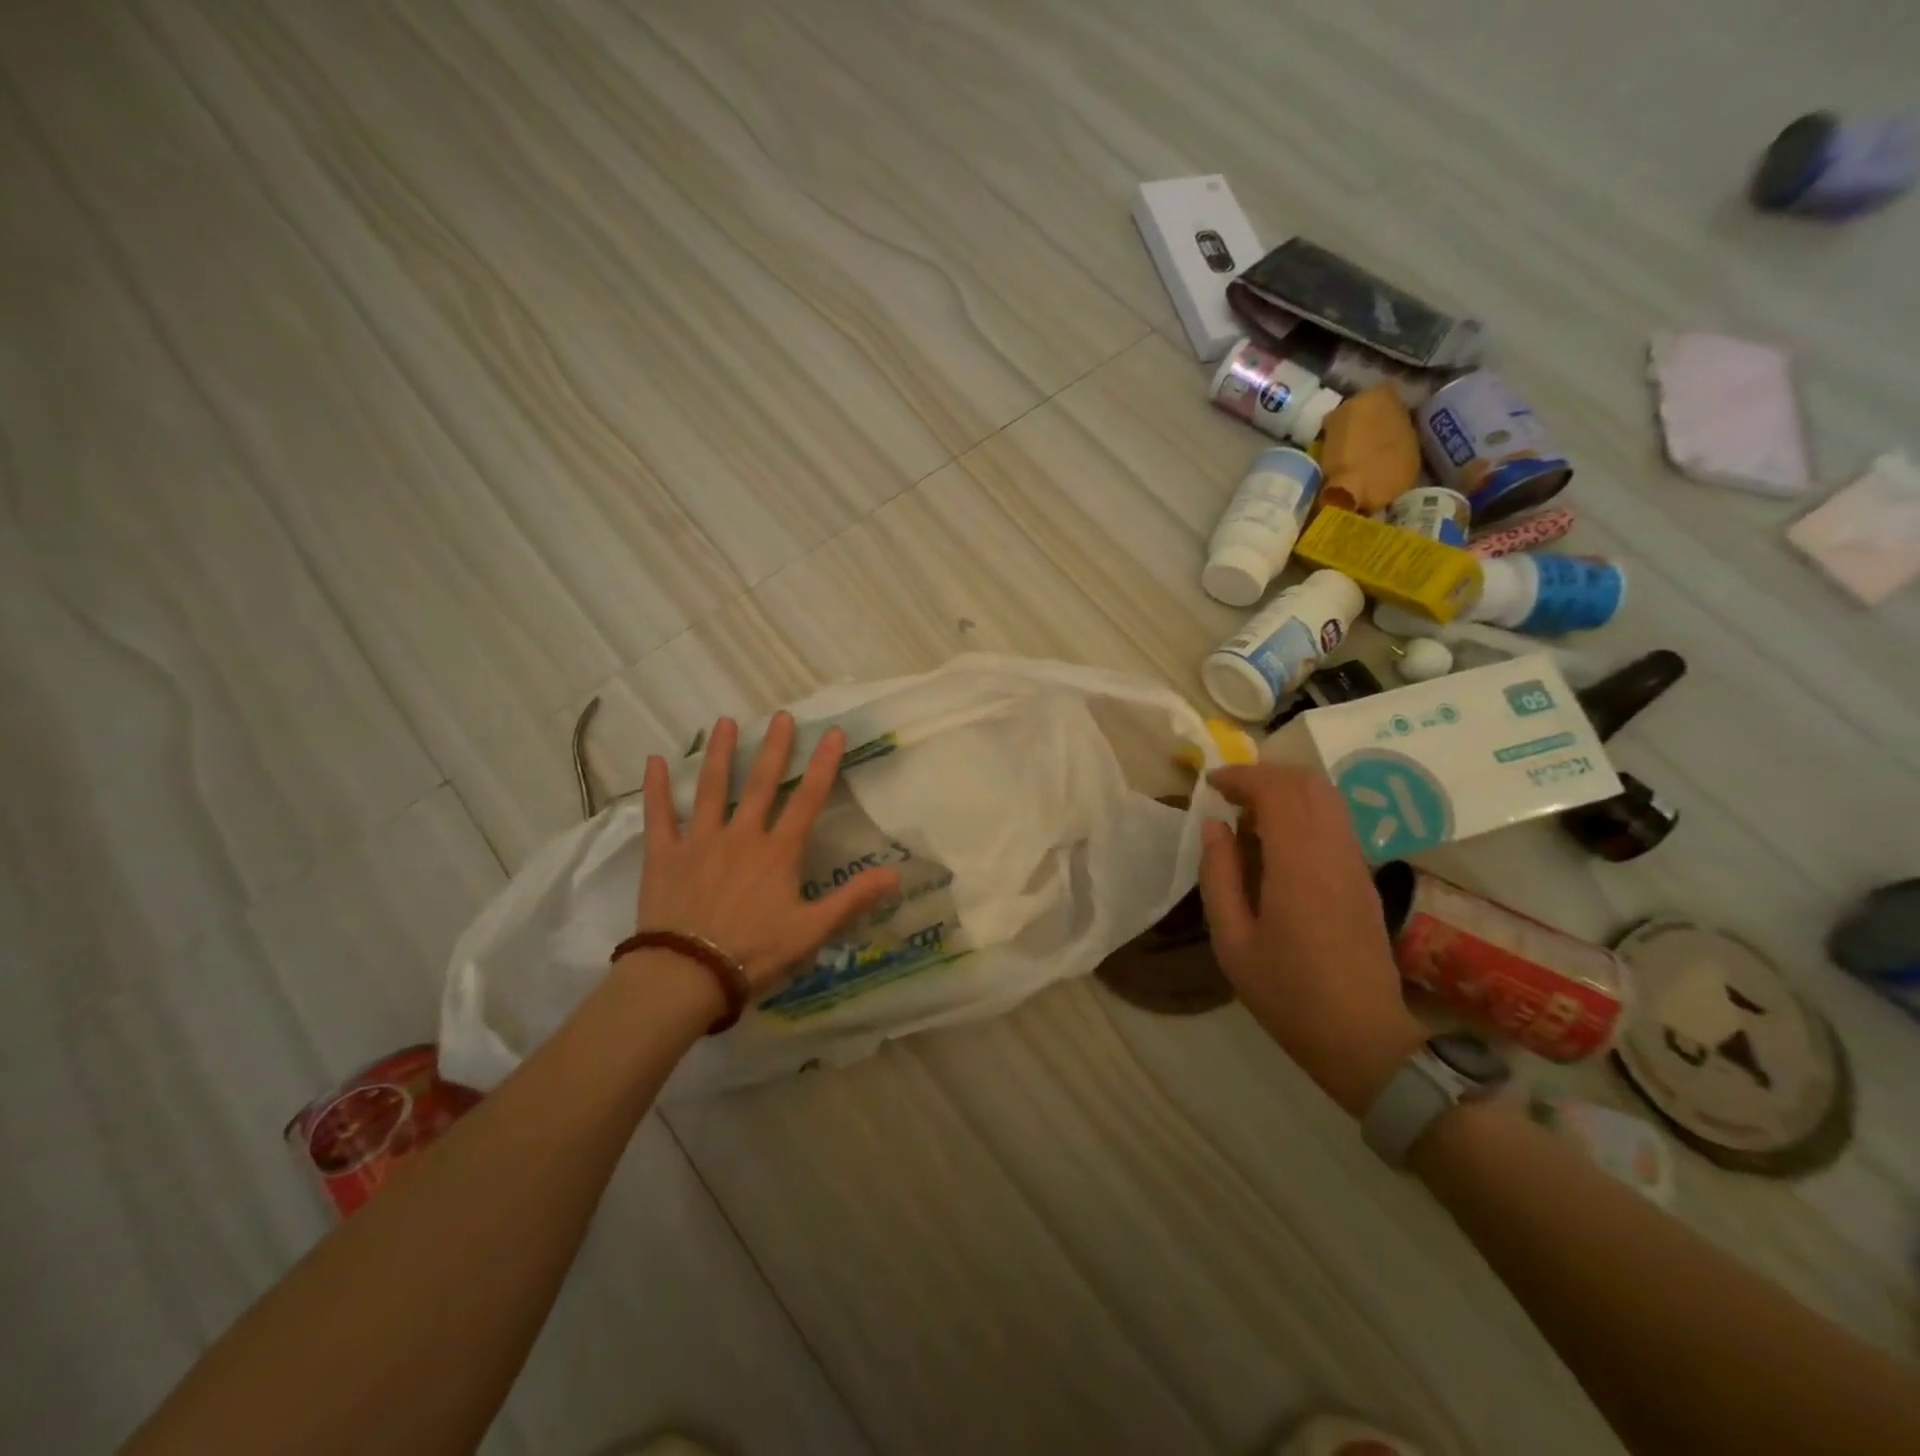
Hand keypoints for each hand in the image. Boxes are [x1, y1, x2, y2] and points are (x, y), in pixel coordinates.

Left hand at [634, 712, 901, 995]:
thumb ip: (853, 899)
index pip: (807, 800)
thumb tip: (896, 875)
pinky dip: (656, 788)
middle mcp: (741, 835)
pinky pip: (659, 815)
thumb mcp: (812, 931)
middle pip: (761, 784)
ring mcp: (700, 841)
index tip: (832, 733)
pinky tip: (654, 761)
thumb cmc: (755, 952)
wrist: (688, 973)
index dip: (823, 765)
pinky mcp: (664, 855)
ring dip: (718, 754)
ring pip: (711, 788)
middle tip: (780, 716)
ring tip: (724, 722)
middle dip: (774, 748)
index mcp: (778, 852)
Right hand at [1198, 764, 1424, 1116]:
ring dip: (1286, 790)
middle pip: (1307, 783)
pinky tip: (1278, 841)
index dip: (1241, 776)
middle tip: (1228, 794)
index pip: (1277, 791)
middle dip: (1264, 775)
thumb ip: (1219, 876)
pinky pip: (1336, 821)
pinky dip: (1304, 810)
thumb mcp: (1232, 942)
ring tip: (1250, 815)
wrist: (1362, 1037)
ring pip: (1327, 797)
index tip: (1210, 784)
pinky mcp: (1364, 877)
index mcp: (1298, 867)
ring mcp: (1355, 863)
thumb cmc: (1286, 994)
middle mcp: (1333, 853)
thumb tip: (1214, 826)